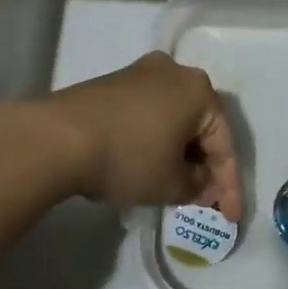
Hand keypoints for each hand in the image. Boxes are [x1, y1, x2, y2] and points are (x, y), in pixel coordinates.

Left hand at [46, 53, 242, 219]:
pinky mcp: (112, 83)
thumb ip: (197, 186)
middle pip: (199, 126)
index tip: (229, 217)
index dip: (229, 185)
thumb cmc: (128, 157)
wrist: (58, 137)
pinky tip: (147, 164)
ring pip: (172, 118)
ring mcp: (140, 73)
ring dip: (178, 152)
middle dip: (204, 165)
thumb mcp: (171, 184)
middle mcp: (174, 72)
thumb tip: (199, 181)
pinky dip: (154, 140)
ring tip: (175, 186)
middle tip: (203, 200)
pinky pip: (147, 114)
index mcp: (198, 90)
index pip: (224, 143)